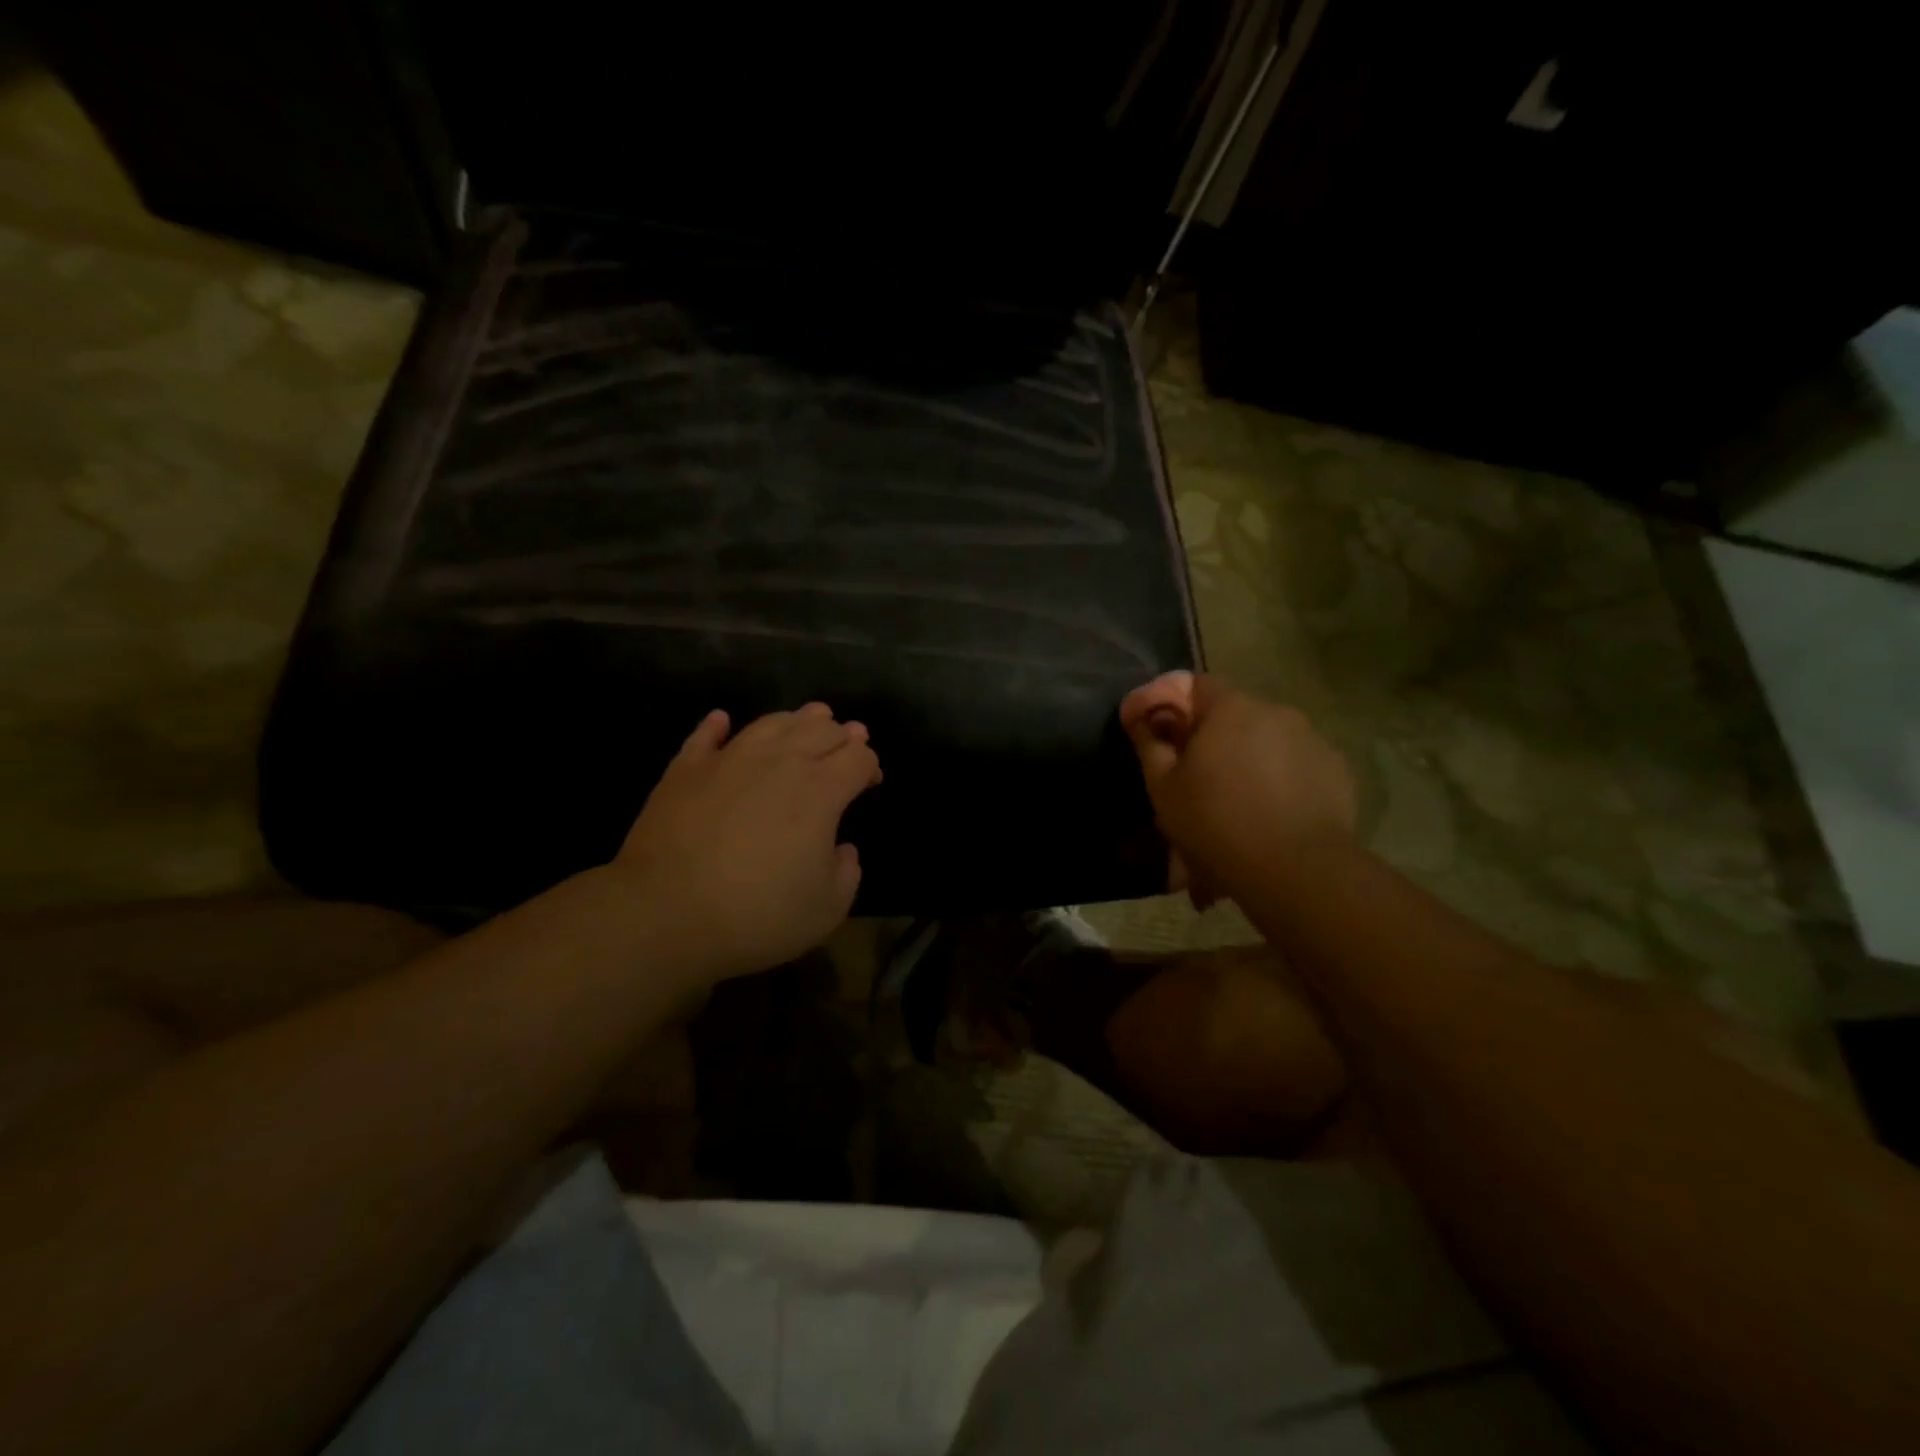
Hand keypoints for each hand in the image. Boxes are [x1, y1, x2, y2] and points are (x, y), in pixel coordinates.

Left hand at [613, 703, 881, 980]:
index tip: (871, 780)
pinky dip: (718, 725)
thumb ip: (847, 872)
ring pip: (772, 722)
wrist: (665, 913)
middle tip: (849, 740)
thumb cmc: (757, 914)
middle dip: (842, 734)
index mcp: (820, 791)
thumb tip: (841, 849)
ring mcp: (729, 759)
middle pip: (821, 730)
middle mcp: (780, 762)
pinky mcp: (686, 769)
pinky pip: (706, 735)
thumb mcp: (826, 909)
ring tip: (808, 719)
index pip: (858, 758)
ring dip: (797, 719)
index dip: (870, 765)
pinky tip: (722, 720)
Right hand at [1120, 671, 1356, 902]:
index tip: (1159, 736)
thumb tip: (1139, 715)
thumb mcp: (1163, 786)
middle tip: (1195, 780)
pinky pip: (1297, 767)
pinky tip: (1269, 817)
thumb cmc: (1215, 822)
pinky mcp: (1338, 773)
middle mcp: (1276, 712)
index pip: (1196, 684)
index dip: (1173, 705)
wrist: (1296, 870)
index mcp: (1230, 708)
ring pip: (1267, 743)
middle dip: (1212, 739)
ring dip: (1247, 762)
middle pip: (1234, 715)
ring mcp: (1312, 741)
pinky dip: (1279, 782)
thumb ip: (1149, 742)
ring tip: (1235, 806)